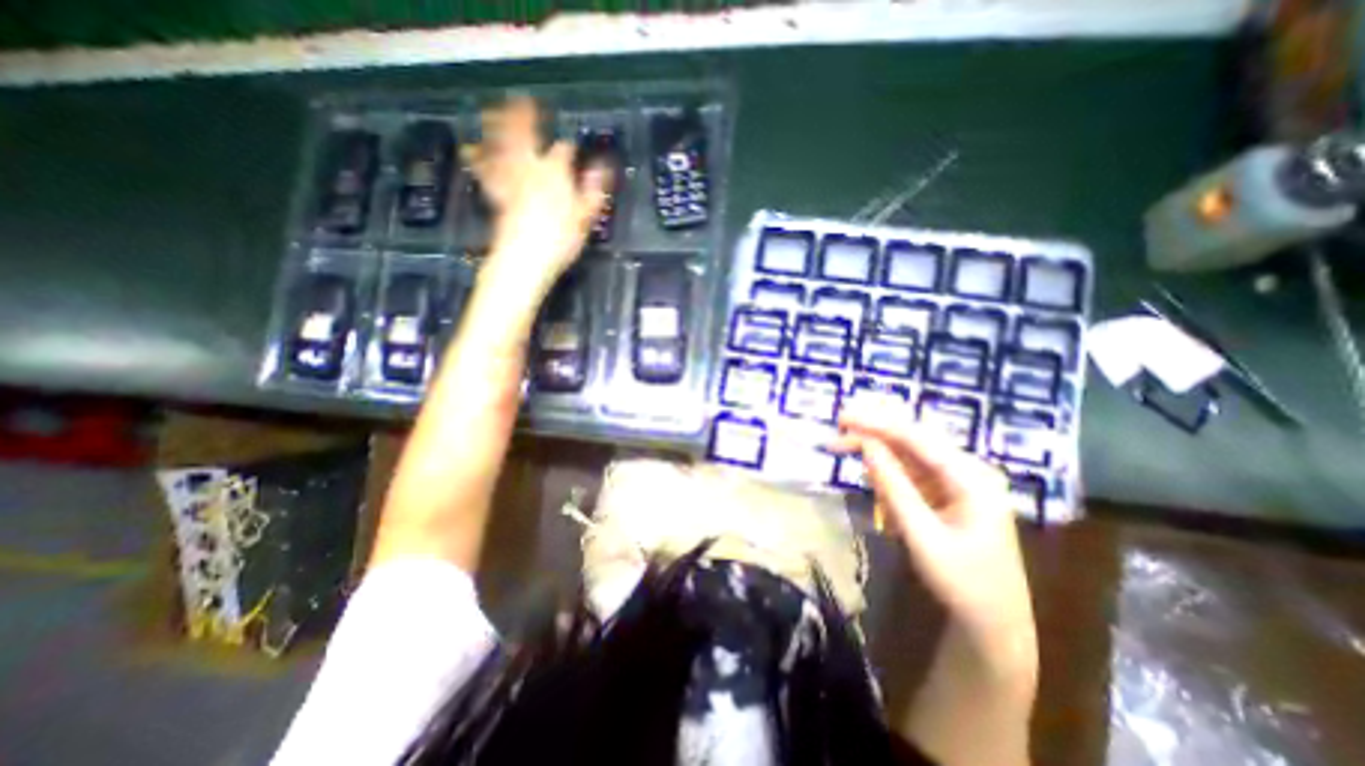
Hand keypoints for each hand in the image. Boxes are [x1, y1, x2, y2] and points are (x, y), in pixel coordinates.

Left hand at [477, 97, 613, 299]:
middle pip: (524, 136)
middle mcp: (529, 168)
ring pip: (501, 146)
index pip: (563, 151)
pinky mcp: (496, 195)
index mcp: (555, 171)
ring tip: (492, 112)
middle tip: (520, 100)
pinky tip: (472, 151)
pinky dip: (480, 159)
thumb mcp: (585, 216)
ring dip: (497, 128)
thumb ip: (593, 189)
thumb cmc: (560, 238)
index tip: (571, 147)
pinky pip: (486, 171)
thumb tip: (602, 167)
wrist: (525, 258)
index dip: (568, 147)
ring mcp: (509, 179)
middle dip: (523, 117)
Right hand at [831, 407, 1035, 662]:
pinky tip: (870, 475)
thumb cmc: (963, 584)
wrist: (994, 625)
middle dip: (874, 432)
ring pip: (909, 453)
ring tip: (844, 447)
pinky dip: (887, 470)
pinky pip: (911, 471)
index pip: (918, 438)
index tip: (843, 418)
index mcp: (973, 478)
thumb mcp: (922, 536)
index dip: (877, 424)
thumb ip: (893, 487)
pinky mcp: (947, 492)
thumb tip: (866, 445)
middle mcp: (968, 470)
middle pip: (914, 439)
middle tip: (837, 431)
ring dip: (876, 449)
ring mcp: (958, 480)